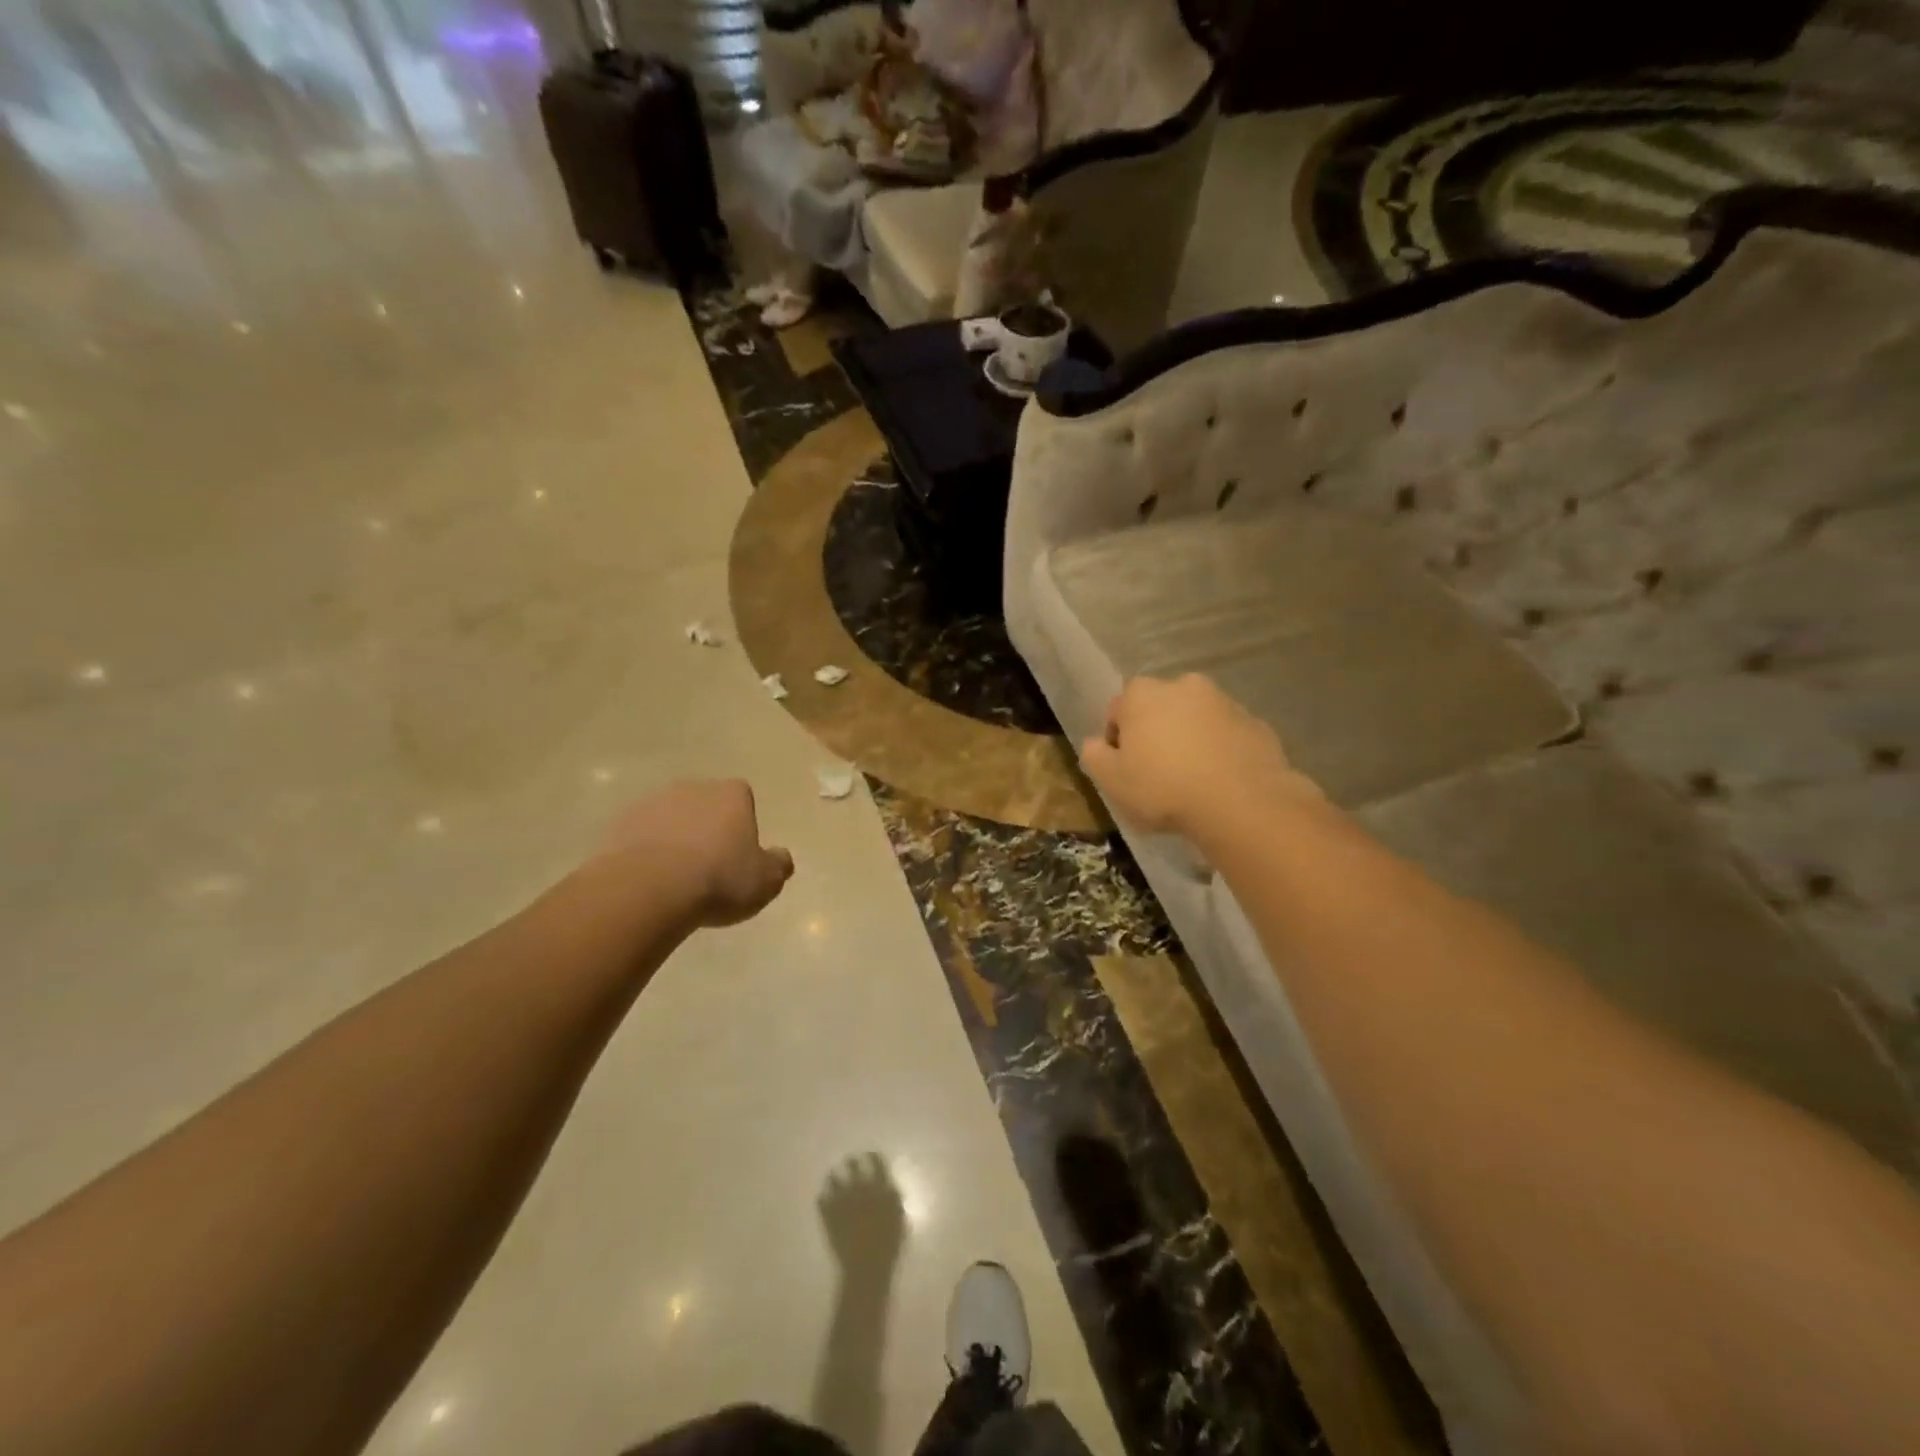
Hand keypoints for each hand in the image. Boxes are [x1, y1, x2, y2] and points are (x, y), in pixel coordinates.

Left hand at [596, 780, 793, 927]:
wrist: (648, 890)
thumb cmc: (719, 880)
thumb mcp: (765, 881)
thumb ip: (778, 865)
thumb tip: (781, 857)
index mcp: (732, 794)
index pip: (742, 798)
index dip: (741, 824)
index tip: (738, 854)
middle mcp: (692, 788)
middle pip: (704, 805)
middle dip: (706, 828)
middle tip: (708, 867)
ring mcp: (652, 803)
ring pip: (670, 819)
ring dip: (673, 839)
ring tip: (675, 879)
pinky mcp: (618, 824)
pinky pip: (639, 836)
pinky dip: (644, 853)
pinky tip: (648, 882)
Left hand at [817, 1153, 906, 1273]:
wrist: (866, 1268)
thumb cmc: (888, 1247)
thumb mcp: (899, 1220)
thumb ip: (893, 1200)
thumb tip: (889, 1188)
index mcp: (879, 1188)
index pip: (876, 1163)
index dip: (872, 1157)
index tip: (869, 1155)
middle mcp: (859, 1189)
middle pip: (852, 1166)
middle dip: (851, 1163)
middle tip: (849, 1162)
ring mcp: (841, 1201)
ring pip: (833, 1179)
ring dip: (833, 1178)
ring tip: (832, 1177)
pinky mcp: (828, 1215)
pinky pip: (821, 1199)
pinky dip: (823, 1198)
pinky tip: (823, 1199)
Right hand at [1078, 675, 1316, 838]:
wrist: (1241, 803)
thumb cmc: (1163, 788)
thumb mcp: (1111, 780)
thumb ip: (1094, 755)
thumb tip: (1095, 743)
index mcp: (1142, 694)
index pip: (1117, 710)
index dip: (1117, 740)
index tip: (1124, 769)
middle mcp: (1183, 686)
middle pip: (1158, 709)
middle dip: (1155, 733)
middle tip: (1156, 772)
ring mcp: (1224, 702)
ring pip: (1195, 719)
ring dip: (1189, 739)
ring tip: (1191, 779)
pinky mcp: (1256, 723)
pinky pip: (1227, 735)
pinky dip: (1220, 750)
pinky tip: (1220, 782)